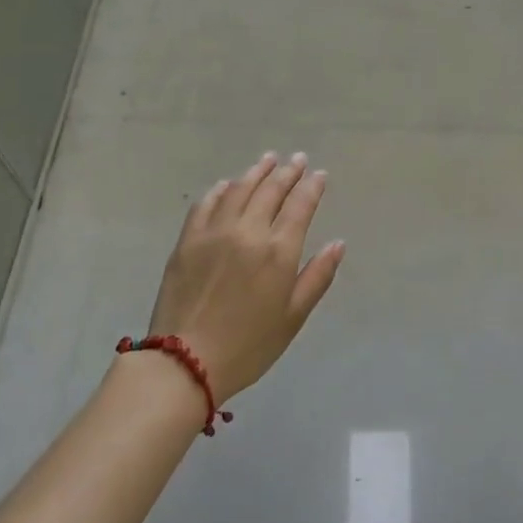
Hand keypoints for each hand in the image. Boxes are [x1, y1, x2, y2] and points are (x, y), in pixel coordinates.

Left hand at [145, 152, 344, 402]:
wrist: (185, 363)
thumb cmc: (249, 345)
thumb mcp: (293, 316)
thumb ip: (317, 276)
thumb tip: (337, 243)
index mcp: (278, 250)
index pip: (300, 205)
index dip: (312, 186)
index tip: (319, 174)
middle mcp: (248, 231)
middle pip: (271, 190)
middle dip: (288, 172)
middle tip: (298, 159)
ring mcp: (214, 232)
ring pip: (239, 189)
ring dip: (256, 172)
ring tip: (268, 160)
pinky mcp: (187, 240)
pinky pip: (206, 203)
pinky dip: (220, 189)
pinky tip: (227, 184)